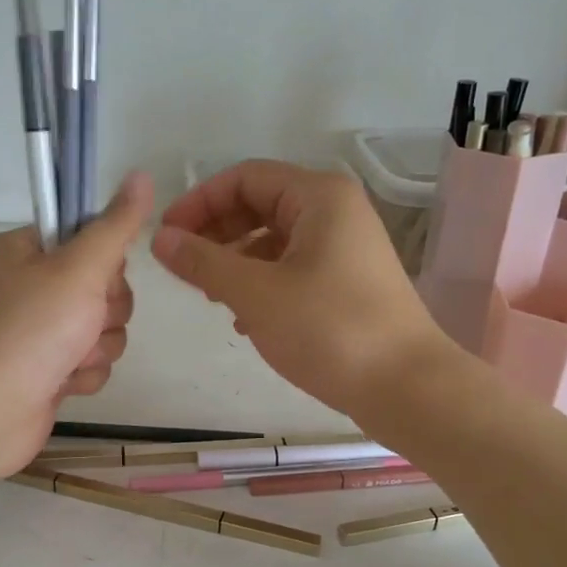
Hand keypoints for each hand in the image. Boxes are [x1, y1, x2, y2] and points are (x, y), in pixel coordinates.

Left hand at [0, 173, 152, 479]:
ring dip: (97, 345)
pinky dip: (84, 372)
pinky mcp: (47, 369)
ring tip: (70, 358)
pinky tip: (64, 382)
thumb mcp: (79, 268)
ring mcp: (37, 330)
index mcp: (25, 250)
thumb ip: (115, 226)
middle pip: (103, 285)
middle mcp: (29, 285)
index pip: (87, 235)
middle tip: (83, 320)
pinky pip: (89, 360)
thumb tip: (141, 175)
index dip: (103, 259)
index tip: (97, 276)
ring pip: (102, 327)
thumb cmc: (30, 330)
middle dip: (105, 310)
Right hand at [150, 160, 449, 417]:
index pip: (244, 178)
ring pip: (274, 240)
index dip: (199, 202)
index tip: (166, 238)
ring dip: (235, 261)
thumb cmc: (330, 330)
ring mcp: (345, 248)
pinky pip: (292, 267)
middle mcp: (335, 212)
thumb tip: (160, 238)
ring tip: (210, 295)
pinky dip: (262, 283)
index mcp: (318, 196)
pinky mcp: (347, 282)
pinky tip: (243, 318)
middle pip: (259, 205)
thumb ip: (204, 262)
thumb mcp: (256, 294)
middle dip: (216, 232)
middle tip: (183, 268)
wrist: (406, 387)